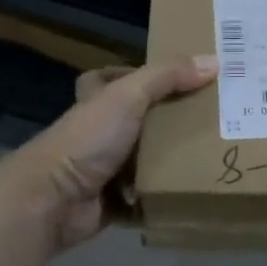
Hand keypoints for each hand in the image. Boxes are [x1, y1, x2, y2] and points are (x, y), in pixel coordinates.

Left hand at [0, 54, 217, 248]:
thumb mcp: (129, 96)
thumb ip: (168, 76)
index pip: (107, 81)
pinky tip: (193, 192)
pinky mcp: (113, 204)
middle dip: (168, 124)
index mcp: (96, 104)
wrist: (52, 200)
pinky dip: (163, 200)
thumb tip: (214, 61)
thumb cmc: (88, 140)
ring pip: (144, 162)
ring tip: (211, 156)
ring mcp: (104, 171)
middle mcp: (98, 135)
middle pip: (137, 123)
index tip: (171, 80)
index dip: (131, 76)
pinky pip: (146, 200)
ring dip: (171, 164)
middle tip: (209, 120)